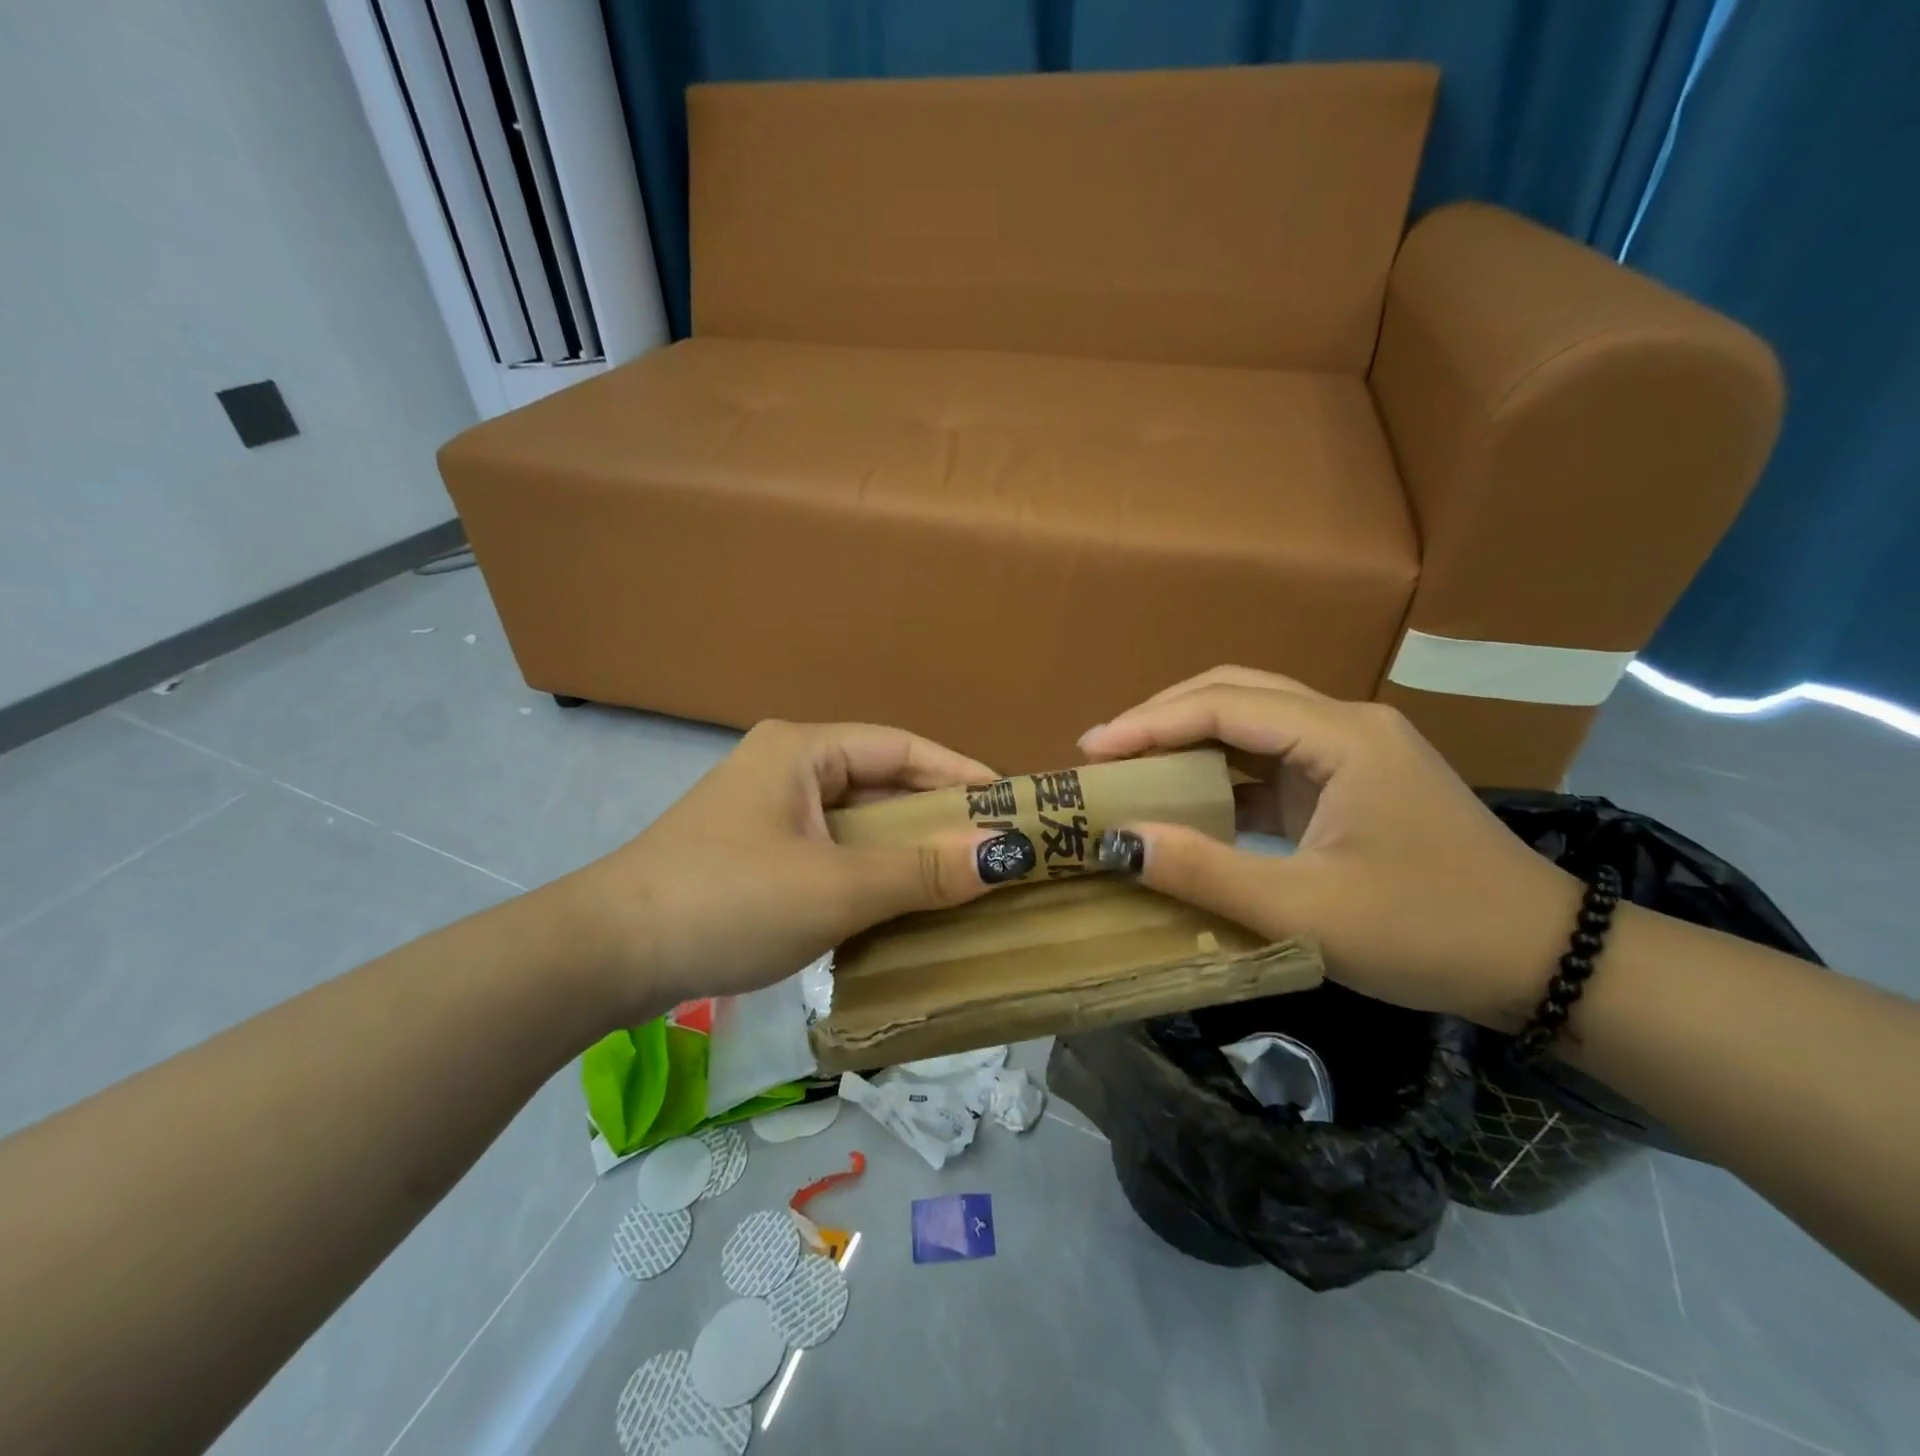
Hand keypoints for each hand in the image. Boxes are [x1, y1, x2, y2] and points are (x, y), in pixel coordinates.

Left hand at [564, 720, 1008, 1020]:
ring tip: (961, 880)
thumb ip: (922, 870)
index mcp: (804, 750)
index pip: (904, 748)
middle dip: (938, 817)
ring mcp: (768, 813)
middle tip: (995, 850)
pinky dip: (870, 873)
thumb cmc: (728, 902)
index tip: (1014, 805)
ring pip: (857, 823)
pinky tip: (900, 905)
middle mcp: (787, 768)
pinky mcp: (755, 855)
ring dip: (906, 850)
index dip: (962, 774)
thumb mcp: (836, 888)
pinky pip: (832, 852)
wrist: (605, 957)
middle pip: (882, 783)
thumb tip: (1007, 853)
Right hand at [1079, 667, 1582, 1028]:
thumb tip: (1119, 842)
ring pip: (1252, 721)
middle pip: (1236, 693)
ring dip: (1190, 739)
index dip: (1149, 724)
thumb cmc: (1429, 932)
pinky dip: (1221, 773)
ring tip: (1132, 768)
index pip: (1223, 706)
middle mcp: (1344, 726)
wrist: (1545, 962)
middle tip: (1104, 752)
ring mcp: (1350, 753)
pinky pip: (1270, 761)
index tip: (1090, 751)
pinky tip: (1187, 801)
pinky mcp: (1349, 784)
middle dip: (1163, 717)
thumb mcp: (1306, 911)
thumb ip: (1206, 873)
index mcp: (1341, 738)